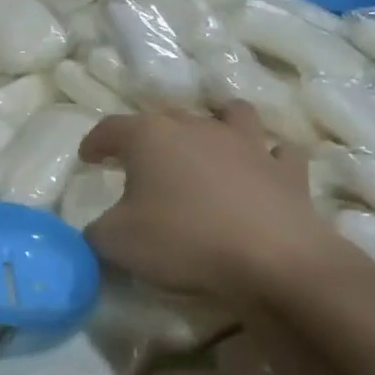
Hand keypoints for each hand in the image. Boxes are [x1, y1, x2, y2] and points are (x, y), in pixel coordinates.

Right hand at [78, 103, 338, 308]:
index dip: (95, 141)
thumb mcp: (116, 242)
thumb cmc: (183, 240)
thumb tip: (97, 229)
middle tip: (140, 162)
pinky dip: (268, 158)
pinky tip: (262, 170)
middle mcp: (197, 127)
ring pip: (230, 114)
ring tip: (207, 144)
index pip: (110, 128)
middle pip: (166, 118)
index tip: (87, 158)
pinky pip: (278, 152)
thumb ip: (96, 231)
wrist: (273, 260)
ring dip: (217, 123)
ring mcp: (247, 144)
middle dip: (149, 135)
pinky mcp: (287, 170)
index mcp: (149, 137)